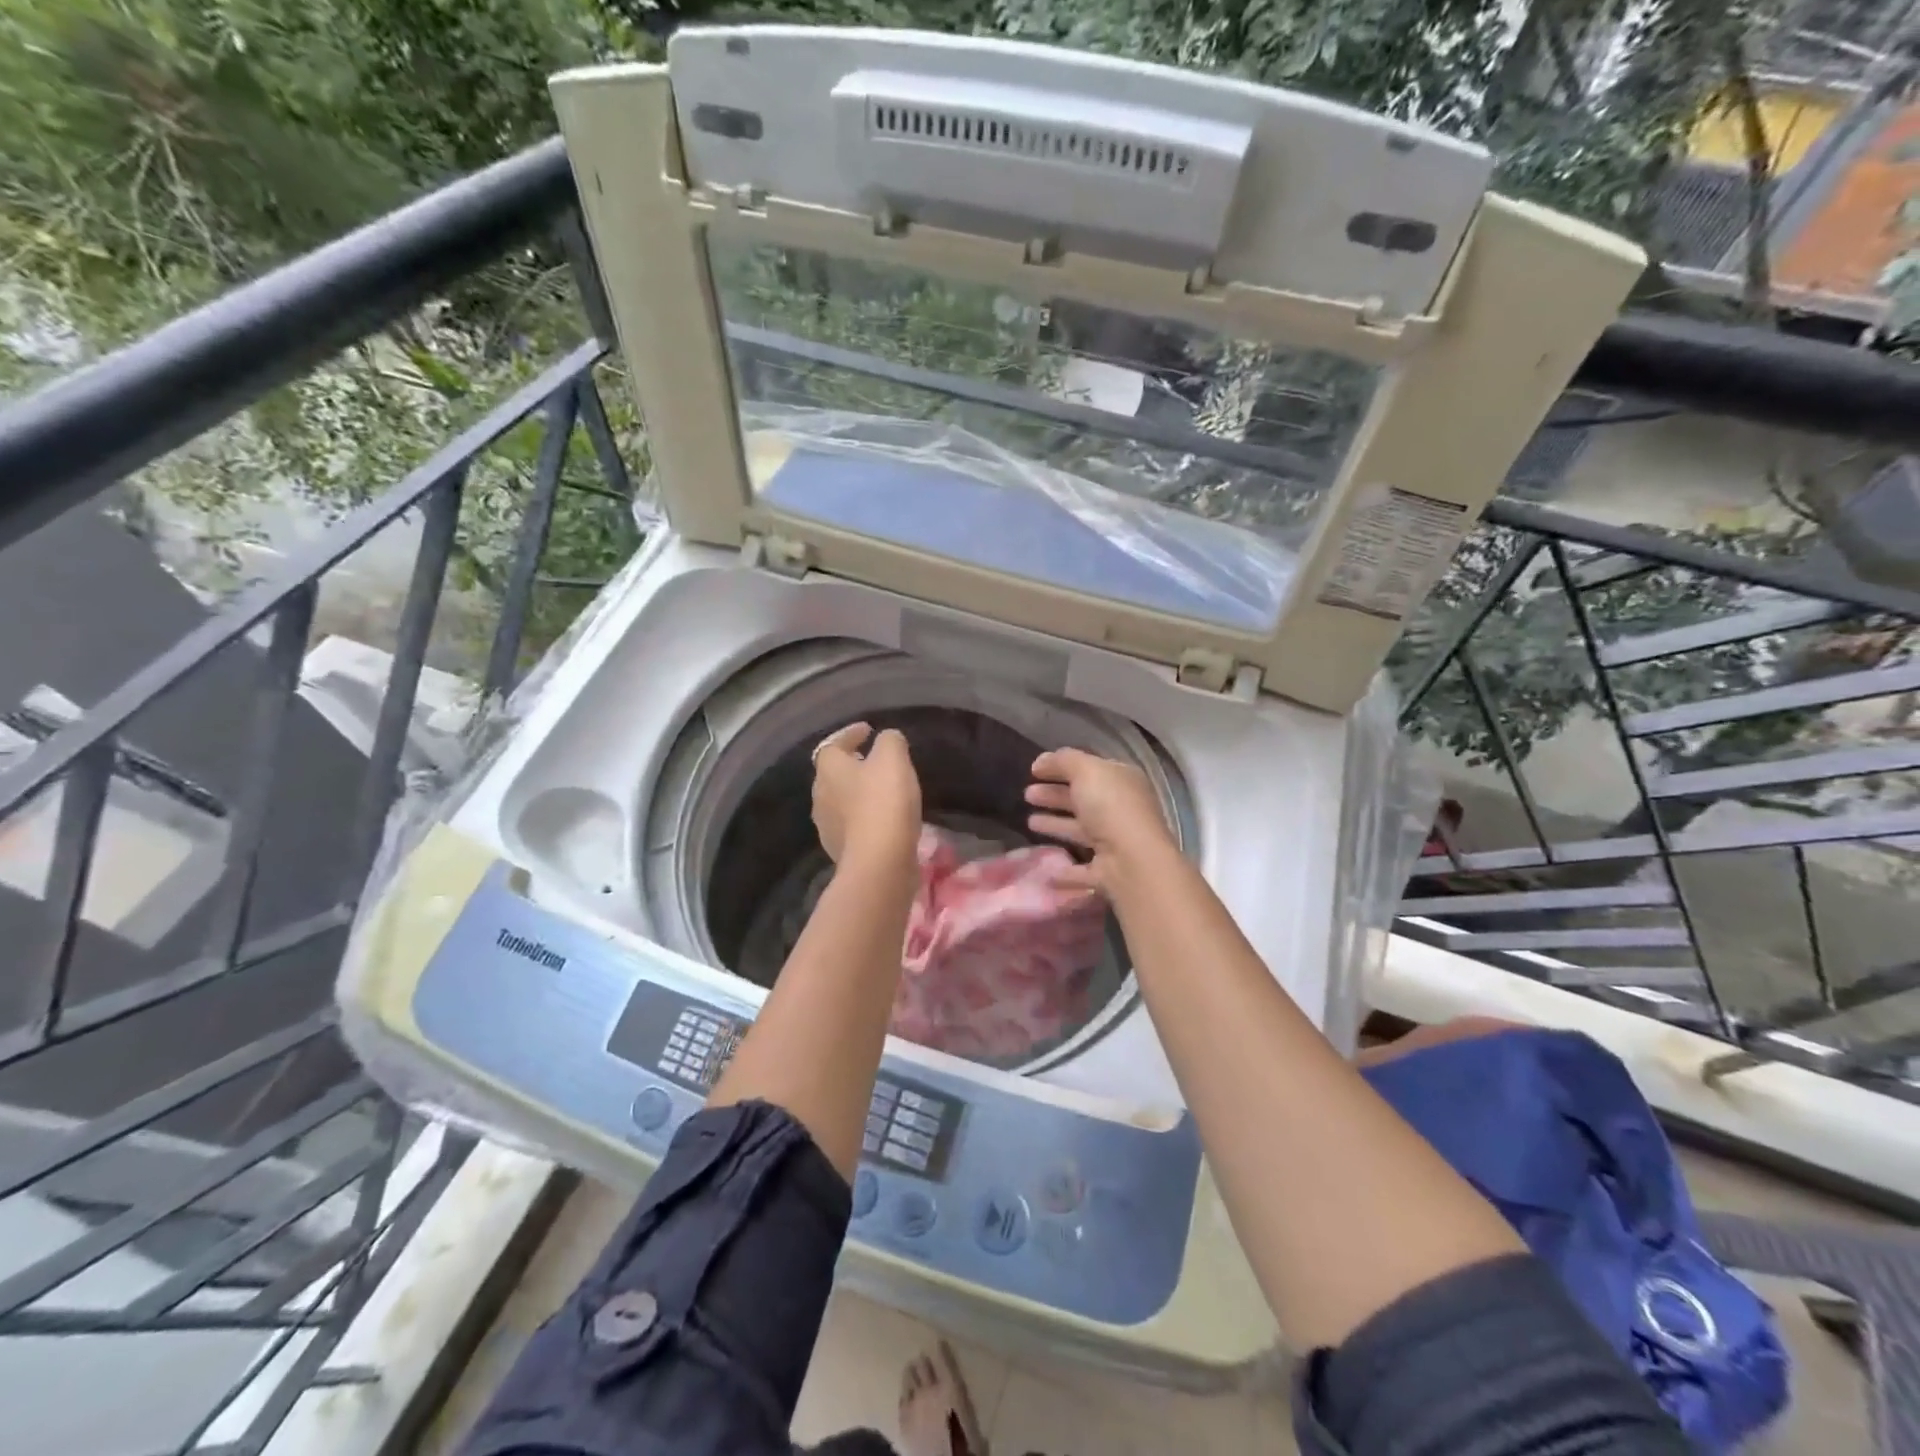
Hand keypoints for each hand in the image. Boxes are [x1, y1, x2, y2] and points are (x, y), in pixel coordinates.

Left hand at [811, 722, 921, 870]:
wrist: (879, 862)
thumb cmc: (884, 802)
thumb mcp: (893, 758)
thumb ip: (890, 741)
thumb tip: (887, 738)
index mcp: (828, 769)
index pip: (833, 744)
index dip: (850, 735)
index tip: (869, 731)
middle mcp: (820, 795)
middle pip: (833, 774)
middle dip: (852, 766)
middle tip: (874, 761)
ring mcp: (827, 826)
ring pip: (841, 801)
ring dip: (857, 794)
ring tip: (881, 791)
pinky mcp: (840, 850)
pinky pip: (851, 826)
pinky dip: (864, 818)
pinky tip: (883, 820)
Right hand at [1025, 748, 1176, 892]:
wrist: (1132, 861)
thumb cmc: (1110, 807)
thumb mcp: (1086, 770)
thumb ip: (1063, 761)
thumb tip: (1041, 761)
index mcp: (1122, 782)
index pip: (1089, 770)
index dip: (1062, 767)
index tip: (1034, 770)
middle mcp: (1121, 810)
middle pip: (1082, 800)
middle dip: (1054, 795)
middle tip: (1026, 794)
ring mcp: (1115, 843)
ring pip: (1080, 831)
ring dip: (1056, 825)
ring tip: (1029, 822)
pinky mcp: (1106, 873)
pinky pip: (1081, 869)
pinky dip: (1065, 869)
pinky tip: (1045, 869)